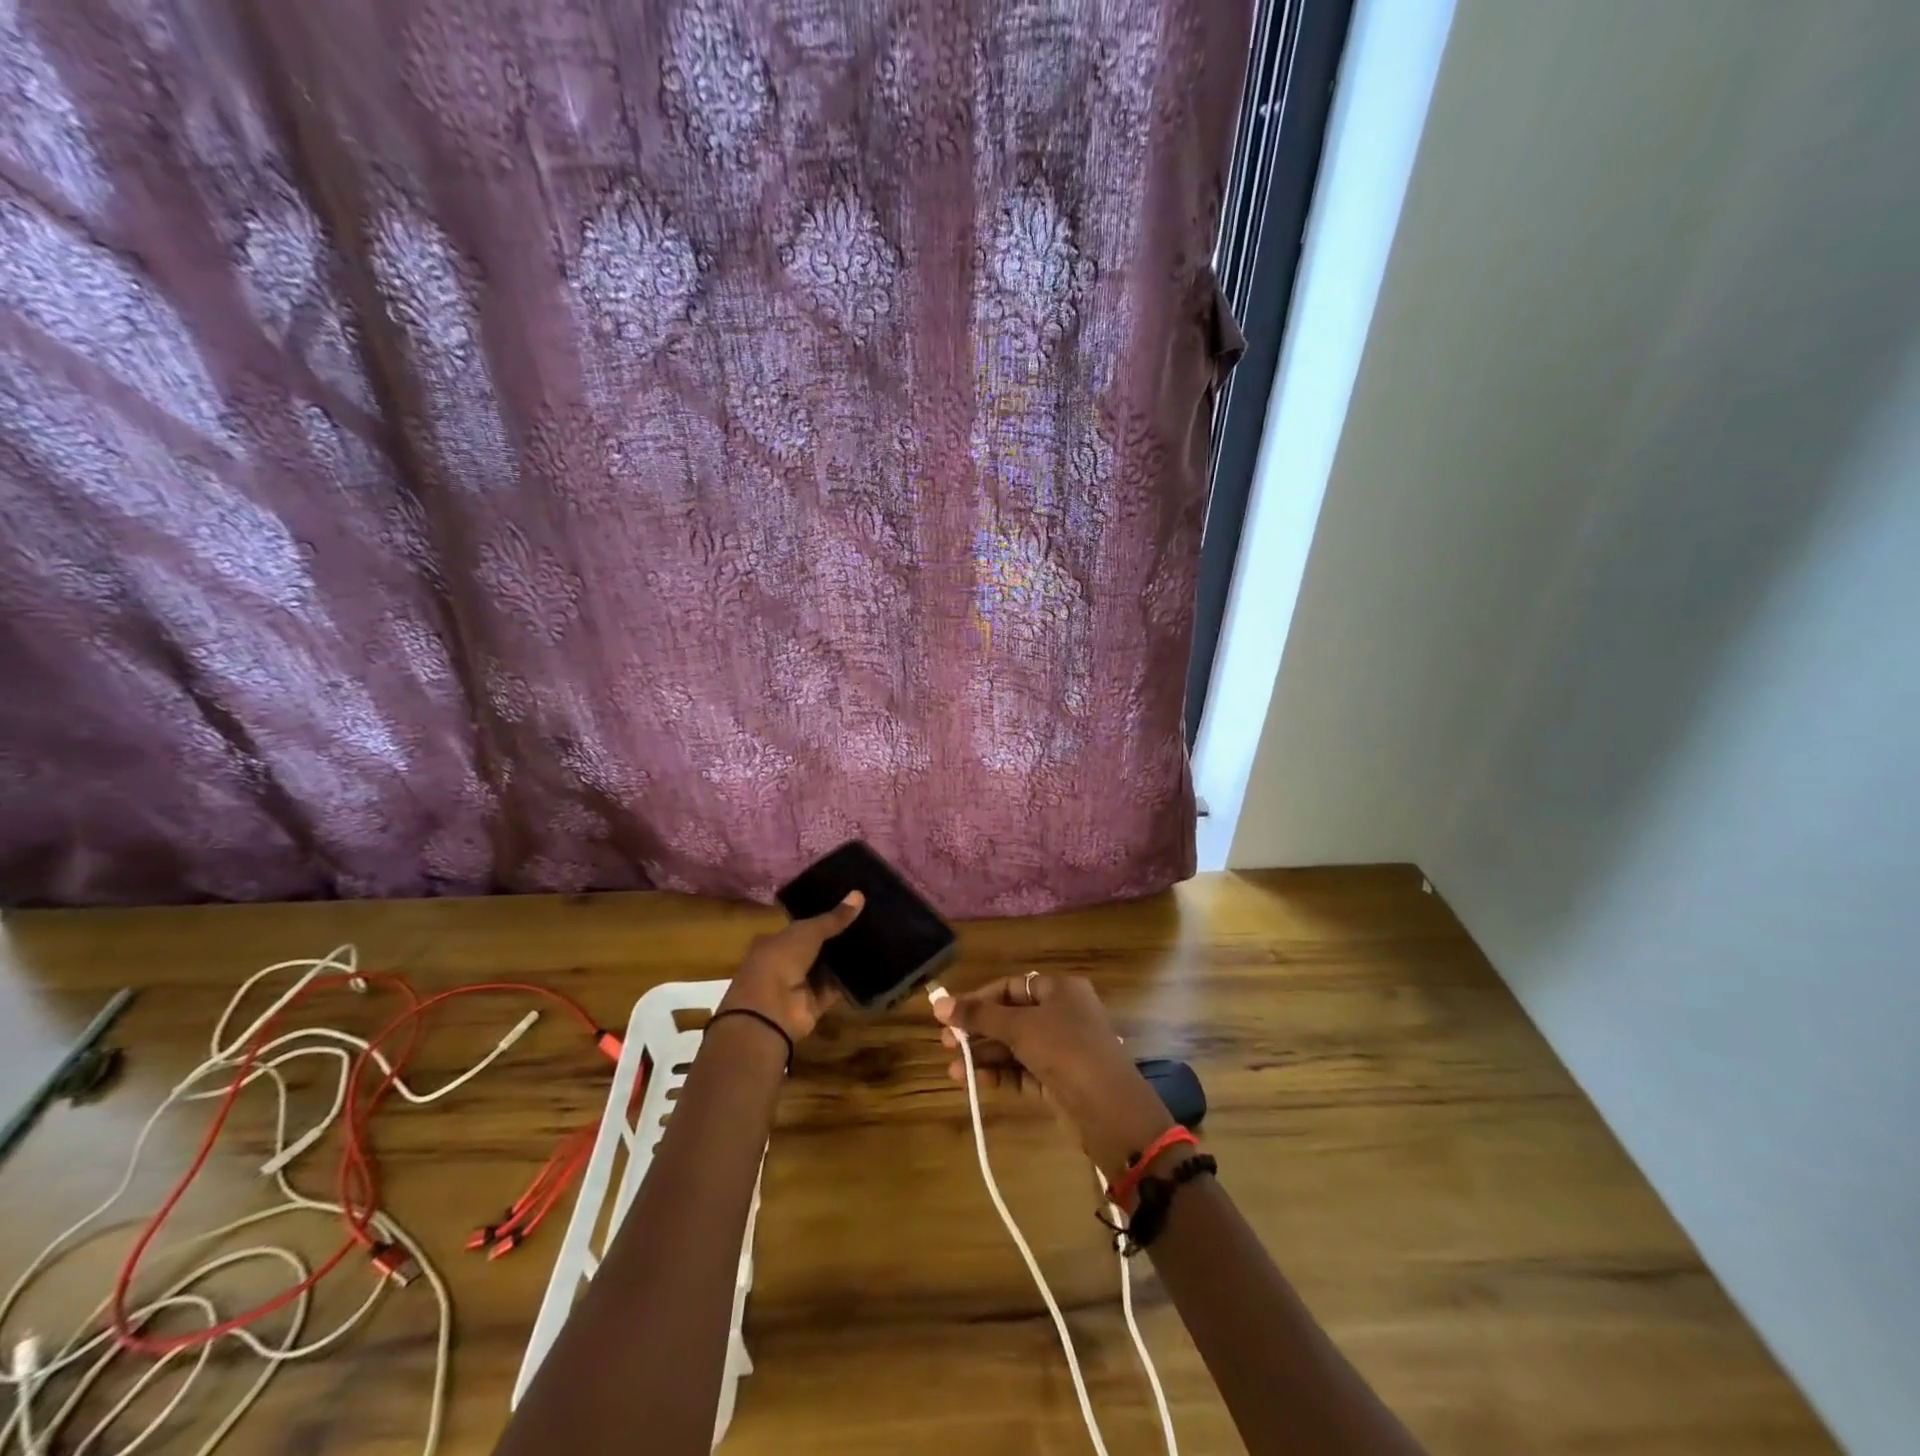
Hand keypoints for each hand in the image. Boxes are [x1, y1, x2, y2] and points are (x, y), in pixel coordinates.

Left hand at [719, 892, 863, 1041]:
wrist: (770, 1011)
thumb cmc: (780, 960)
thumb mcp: (807, 932)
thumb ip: (834, 918)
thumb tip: (859, 894)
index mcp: (774, 941)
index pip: (800, 927)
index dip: (822, 918)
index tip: (847, 908)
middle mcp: (785, 963)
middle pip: (816, 948)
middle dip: (838, 938)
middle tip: (867, 922)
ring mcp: (799, 986)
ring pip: (826, 969)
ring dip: (845, 959)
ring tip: (875, 940)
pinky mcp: (814, 1005)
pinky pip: (836, 989)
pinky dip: (850, 981)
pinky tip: (871, 967)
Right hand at [932, 973, 1174, 1174]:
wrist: (1109, 1110)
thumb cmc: (1066, 1050)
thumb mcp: (1019, 1027)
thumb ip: (979, 1016)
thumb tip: (938, 1003)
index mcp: (1061, 990)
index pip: (1013, 987)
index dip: (980, 999)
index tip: (950, 1013)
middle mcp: (1062, 1015)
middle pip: (1011, 1017)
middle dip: (978, 1030)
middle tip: (946, 1042)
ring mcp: (1061, 1050)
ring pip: (1015, 1047)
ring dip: (984, 1055)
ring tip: (953, 1068)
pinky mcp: (1058, 1082)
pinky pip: (1022, 1071)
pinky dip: (999, 1074)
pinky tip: (972, 1081)